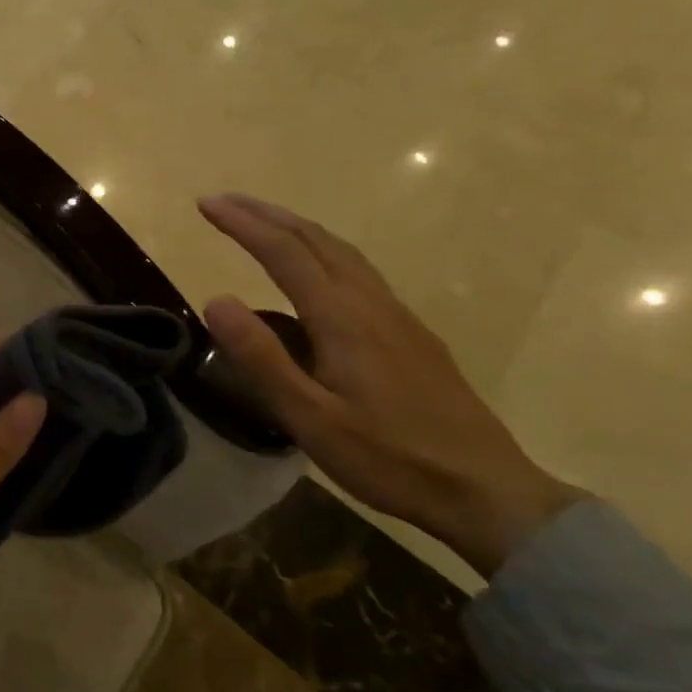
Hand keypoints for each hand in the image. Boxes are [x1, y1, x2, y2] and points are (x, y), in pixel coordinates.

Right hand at [198, 194, 585, 576]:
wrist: (485, 490)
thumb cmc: (388, 459)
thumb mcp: (310, 418)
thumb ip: (262, 358)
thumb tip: (216, 299)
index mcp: (342, 318)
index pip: (283, 252)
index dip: (242, 223)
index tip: (206, 204)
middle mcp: (370, 302)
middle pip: (315, 239)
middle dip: (266, 213)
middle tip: (224, 201)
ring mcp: (396, 315)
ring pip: (341, 250)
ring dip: (296, 227)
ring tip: (263, 221)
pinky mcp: (411, 332)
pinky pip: (358, 270)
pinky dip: (323, 249)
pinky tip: (317, 270)